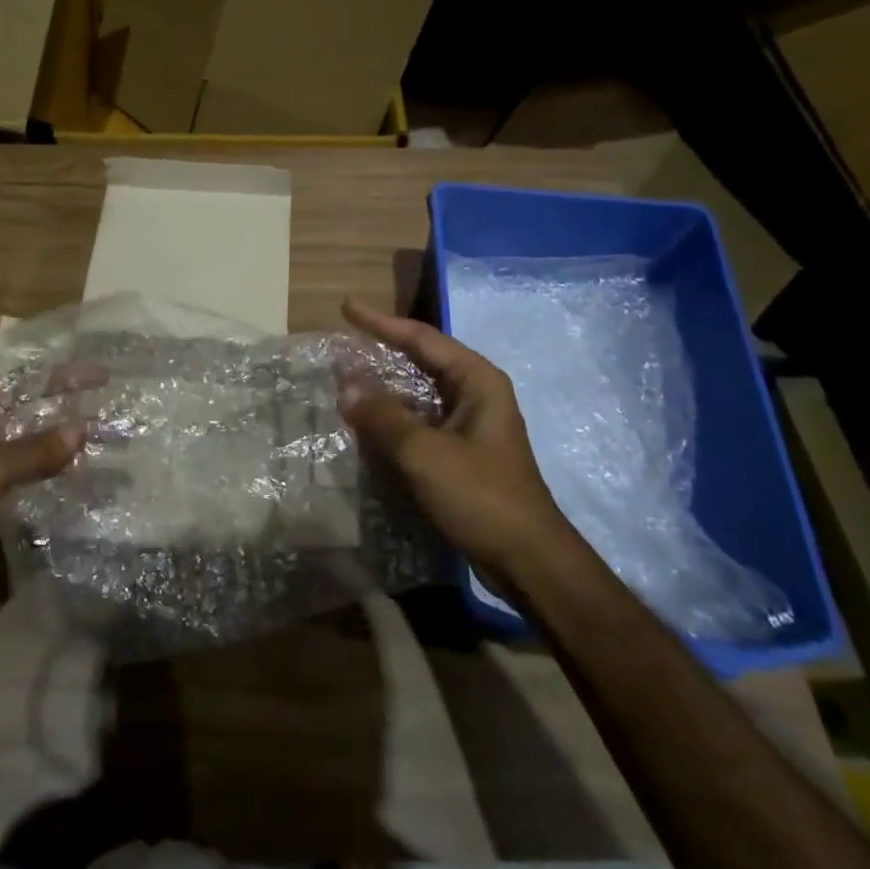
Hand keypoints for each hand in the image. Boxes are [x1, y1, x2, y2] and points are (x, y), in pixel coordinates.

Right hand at [339, 298, 565, 579]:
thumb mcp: (424, 452)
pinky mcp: (463, 453)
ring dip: (384, 391)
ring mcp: (470, 425)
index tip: (347, 308)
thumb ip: (382, 416)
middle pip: (421, 362)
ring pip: (419, 395)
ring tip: (346, 385)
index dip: (381, 322)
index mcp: (477, 381)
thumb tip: (346, 388)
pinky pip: (420, 423)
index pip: (422, 338)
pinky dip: (393, 421)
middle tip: (343, 348)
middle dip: (381, 354)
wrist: (526, 560)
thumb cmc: (479, 495)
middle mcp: (476, 394)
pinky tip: (367, 427)